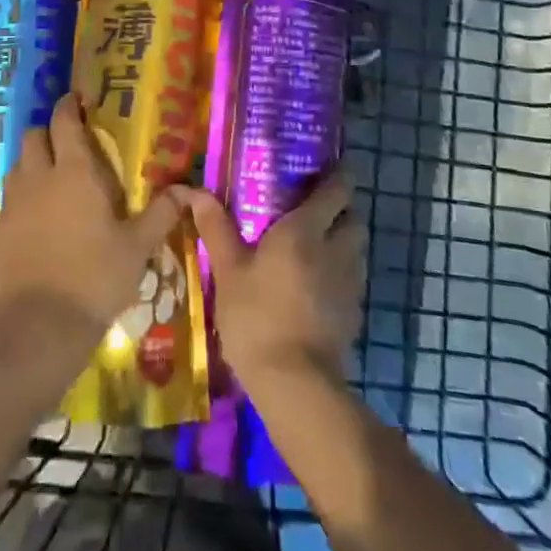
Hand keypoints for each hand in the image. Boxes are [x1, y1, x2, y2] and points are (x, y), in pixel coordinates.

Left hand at [0, 93, 185, 352]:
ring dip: (32, 164)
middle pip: (34, 136)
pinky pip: (8, 204)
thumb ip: (162, 213)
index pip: (64, 121)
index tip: (76, 100)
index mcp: (75, 172)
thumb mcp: (138, 247)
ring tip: (51, 181)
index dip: (69, 105)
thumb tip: (189, 189)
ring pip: (17, 167)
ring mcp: (12, 205)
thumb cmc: (96, 279)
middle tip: (67, 143)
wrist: (39, 327)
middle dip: (48, 132)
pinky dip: (22, 203)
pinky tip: (36, 226)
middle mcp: (38, 178)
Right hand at [185, 171, 365, 387]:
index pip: (337, 190)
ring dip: (344, 240)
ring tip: (317, 244)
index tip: (331, 166)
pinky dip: (341, 272)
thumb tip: (192, 190)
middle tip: (317, 208)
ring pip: (357, 248)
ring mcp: (350, 284)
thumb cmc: (256, 316)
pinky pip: (353, 279)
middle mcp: (336, 249)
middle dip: (342, 208)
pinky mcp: (354, 314)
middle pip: (354, 217)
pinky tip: (318, 285)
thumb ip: (215, 227)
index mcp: (306, 230)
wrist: (295, 384)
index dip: (339, 175)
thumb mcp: (227, 270)